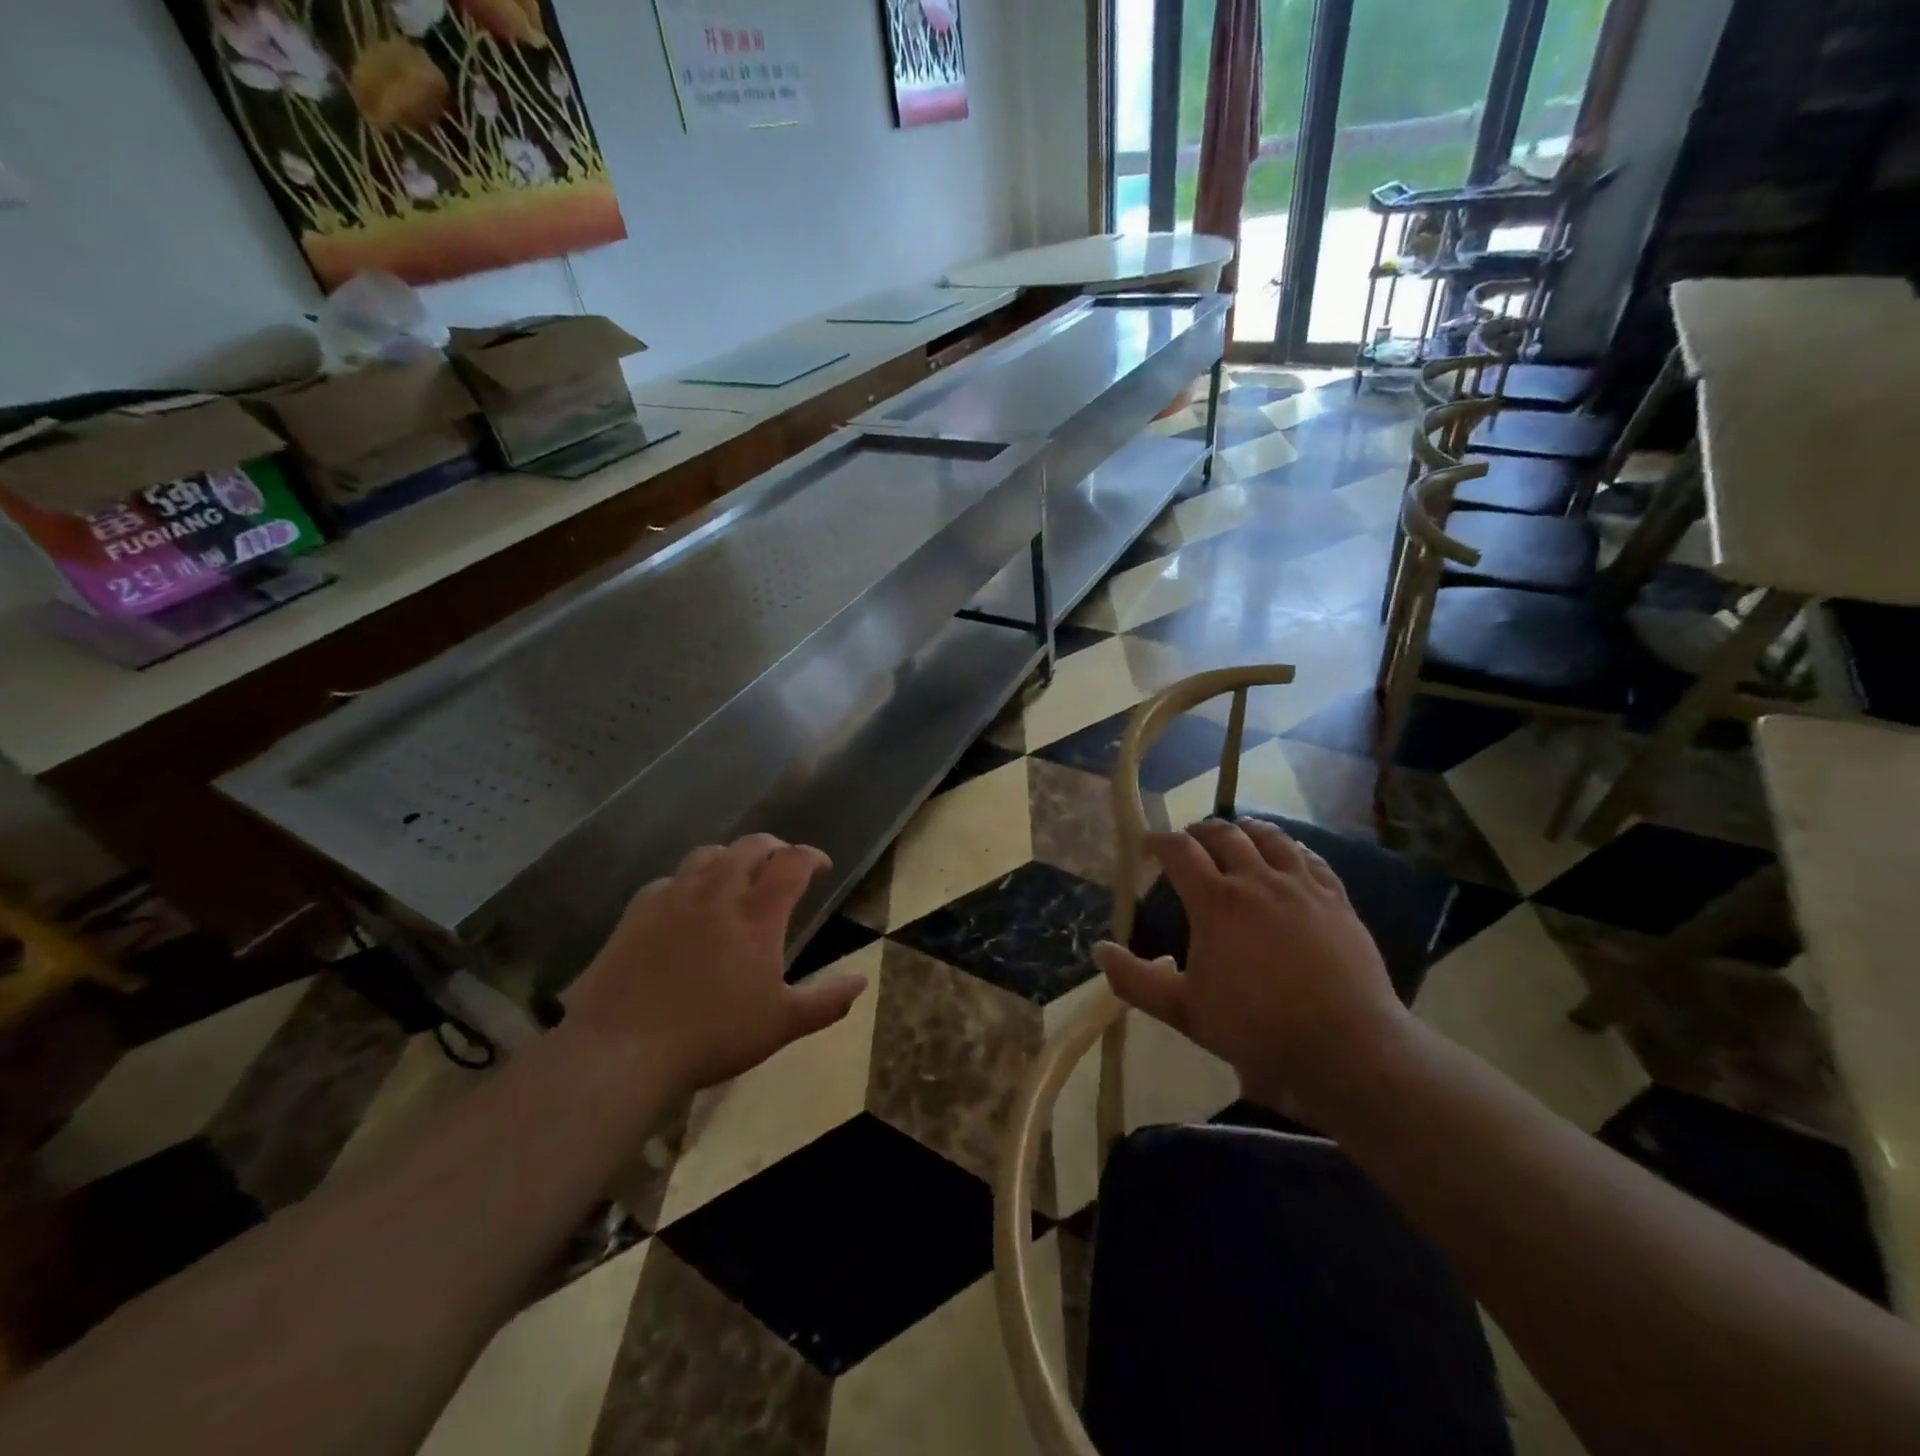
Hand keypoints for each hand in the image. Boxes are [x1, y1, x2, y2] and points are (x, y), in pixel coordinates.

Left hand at [562, 835, 867, 1093]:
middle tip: (782, 863)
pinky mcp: (638, 912)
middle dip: (773, 847)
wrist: (622, 1050)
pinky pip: (669, 880)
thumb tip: (862, 981)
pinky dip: (687, 882)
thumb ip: (827, 1001)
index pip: (793, 863)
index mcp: (758, 914)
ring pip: (708, 855)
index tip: (822, 866)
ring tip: (736, 874)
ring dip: (730, 857)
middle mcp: (718, 893)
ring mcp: (674, 898)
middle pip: (750, 847)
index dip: (812, 856)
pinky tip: (685, 903)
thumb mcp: (782, 1025)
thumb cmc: (713, 1036)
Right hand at [1092, 819, 1411, 1121]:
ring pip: (1271, 837)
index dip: (1159, 841)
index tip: (1149, 847)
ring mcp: (1302, 887)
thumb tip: (1099, 950)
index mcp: (1216, 902)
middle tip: (1190, 840)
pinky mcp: (1337, 900)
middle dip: (1200, 830)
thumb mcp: (1184, 1010)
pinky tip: (1289, 855)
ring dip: (1246, 829)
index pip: (1179, 851)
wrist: (1346, 1048)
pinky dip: (1291, 848)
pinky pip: (1311, 858)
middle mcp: (1257, 880)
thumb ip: (1136, 980)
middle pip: (1225, 834)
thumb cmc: (1257, 1029)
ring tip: (1238, 833)